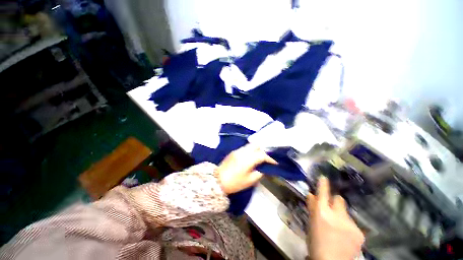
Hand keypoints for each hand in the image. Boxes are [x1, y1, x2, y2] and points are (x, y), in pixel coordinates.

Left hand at [216, 144, 276, 193]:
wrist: (217, 180)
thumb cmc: (234, 183)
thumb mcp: (249, 181)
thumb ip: (259, 173)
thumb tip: (263, 168)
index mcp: (248, 159)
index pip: (262, 155)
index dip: (270, 158)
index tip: (274, 163)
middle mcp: (243, 152)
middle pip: (256, 146)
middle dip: (263, 151)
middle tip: (265, 159)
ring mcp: (237, 150)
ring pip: (250, 145)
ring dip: (256, 150)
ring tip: (258, 157)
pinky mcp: (233, 152)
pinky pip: (244, 148)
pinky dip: (250, 151)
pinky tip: (250, 157)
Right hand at [307, 176, 364, 259]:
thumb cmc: (315, 243)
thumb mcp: (311, 224)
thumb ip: (312, 208)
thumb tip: (311, 195)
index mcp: (322, 212)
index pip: (323, 193)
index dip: (323, 184)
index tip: (324, 177)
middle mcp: (337, 215)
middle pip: (339, 199)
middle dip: (335, 201)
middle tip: (332, 210)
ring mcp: (350, 224)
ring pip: (346, 212)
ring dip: (342, 216)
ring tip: (339, 229)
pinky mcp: (359, 233)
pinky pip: (353, 224)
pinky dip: (348, 227)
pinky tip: (345, 237)